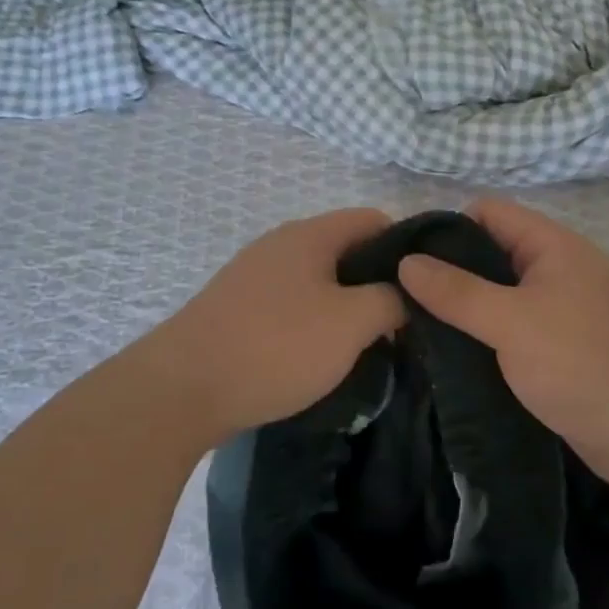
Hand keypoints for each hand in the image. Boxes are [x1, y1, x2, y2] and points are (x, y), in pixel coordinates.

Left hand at [151, 208, 404, 446]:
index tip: (425, 288)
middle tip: (402, 325)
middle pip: (345, 250)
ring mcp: (254, 275)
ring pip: (318, 280)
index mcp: (310, 234)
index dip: (407, 247)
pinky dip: (314, 322)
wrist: (183, 388)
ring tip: (367, 347)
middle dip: (377, 283)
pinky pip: (291, 303)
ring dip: (346, 307)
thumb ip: (390, 300)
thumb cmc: (276, 346)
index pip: (373, 220)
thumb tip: (404, 294)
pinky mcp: (236, 307)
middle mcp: (280, 244)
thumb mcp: (350, 323)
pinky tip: (319, 358)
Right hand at [398, 199, 608, 491]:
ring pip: (498, 295)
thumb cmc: (584, 364)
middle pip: (490, 253)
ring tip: (415, 327)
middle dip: (448, 271)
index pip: (488, 213)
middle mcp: (556, 269)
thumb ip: (457, 292)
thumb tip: (406, 261)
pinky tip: (450, 354)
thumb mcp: (513, 323)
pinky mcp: (559, 348)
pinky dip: (483, 335)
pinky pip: (510, 328)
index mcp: (552, 246)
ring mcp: (560, 309)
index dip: (446, 227)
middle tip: (401, 297)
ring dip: (463, 308)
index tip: (405, 258)